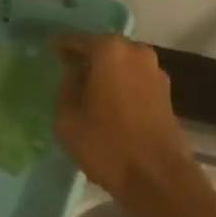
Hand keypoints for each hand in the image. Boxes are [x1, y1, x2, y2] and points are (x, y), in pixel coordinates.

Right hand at [53, 34, 196, 212]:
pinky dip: (121, 84)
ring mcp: (154, 70)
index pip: (78, 40)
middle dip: (86, 58)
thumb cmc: (107, 144)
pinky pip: (135, 79)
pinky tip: (109, 102)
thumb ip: (66, 88)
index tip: (50, 50)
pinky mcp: (165, 91)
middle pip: (104, 49)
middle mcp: (135, 51)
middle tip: (67, 71)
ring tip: (88, 89)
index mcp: (110, 50)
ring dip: (106, 72)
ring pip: (122, 64)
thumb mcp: (68, 119)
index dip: (62, 46)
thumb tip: (73, 74)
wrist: (158, 176)